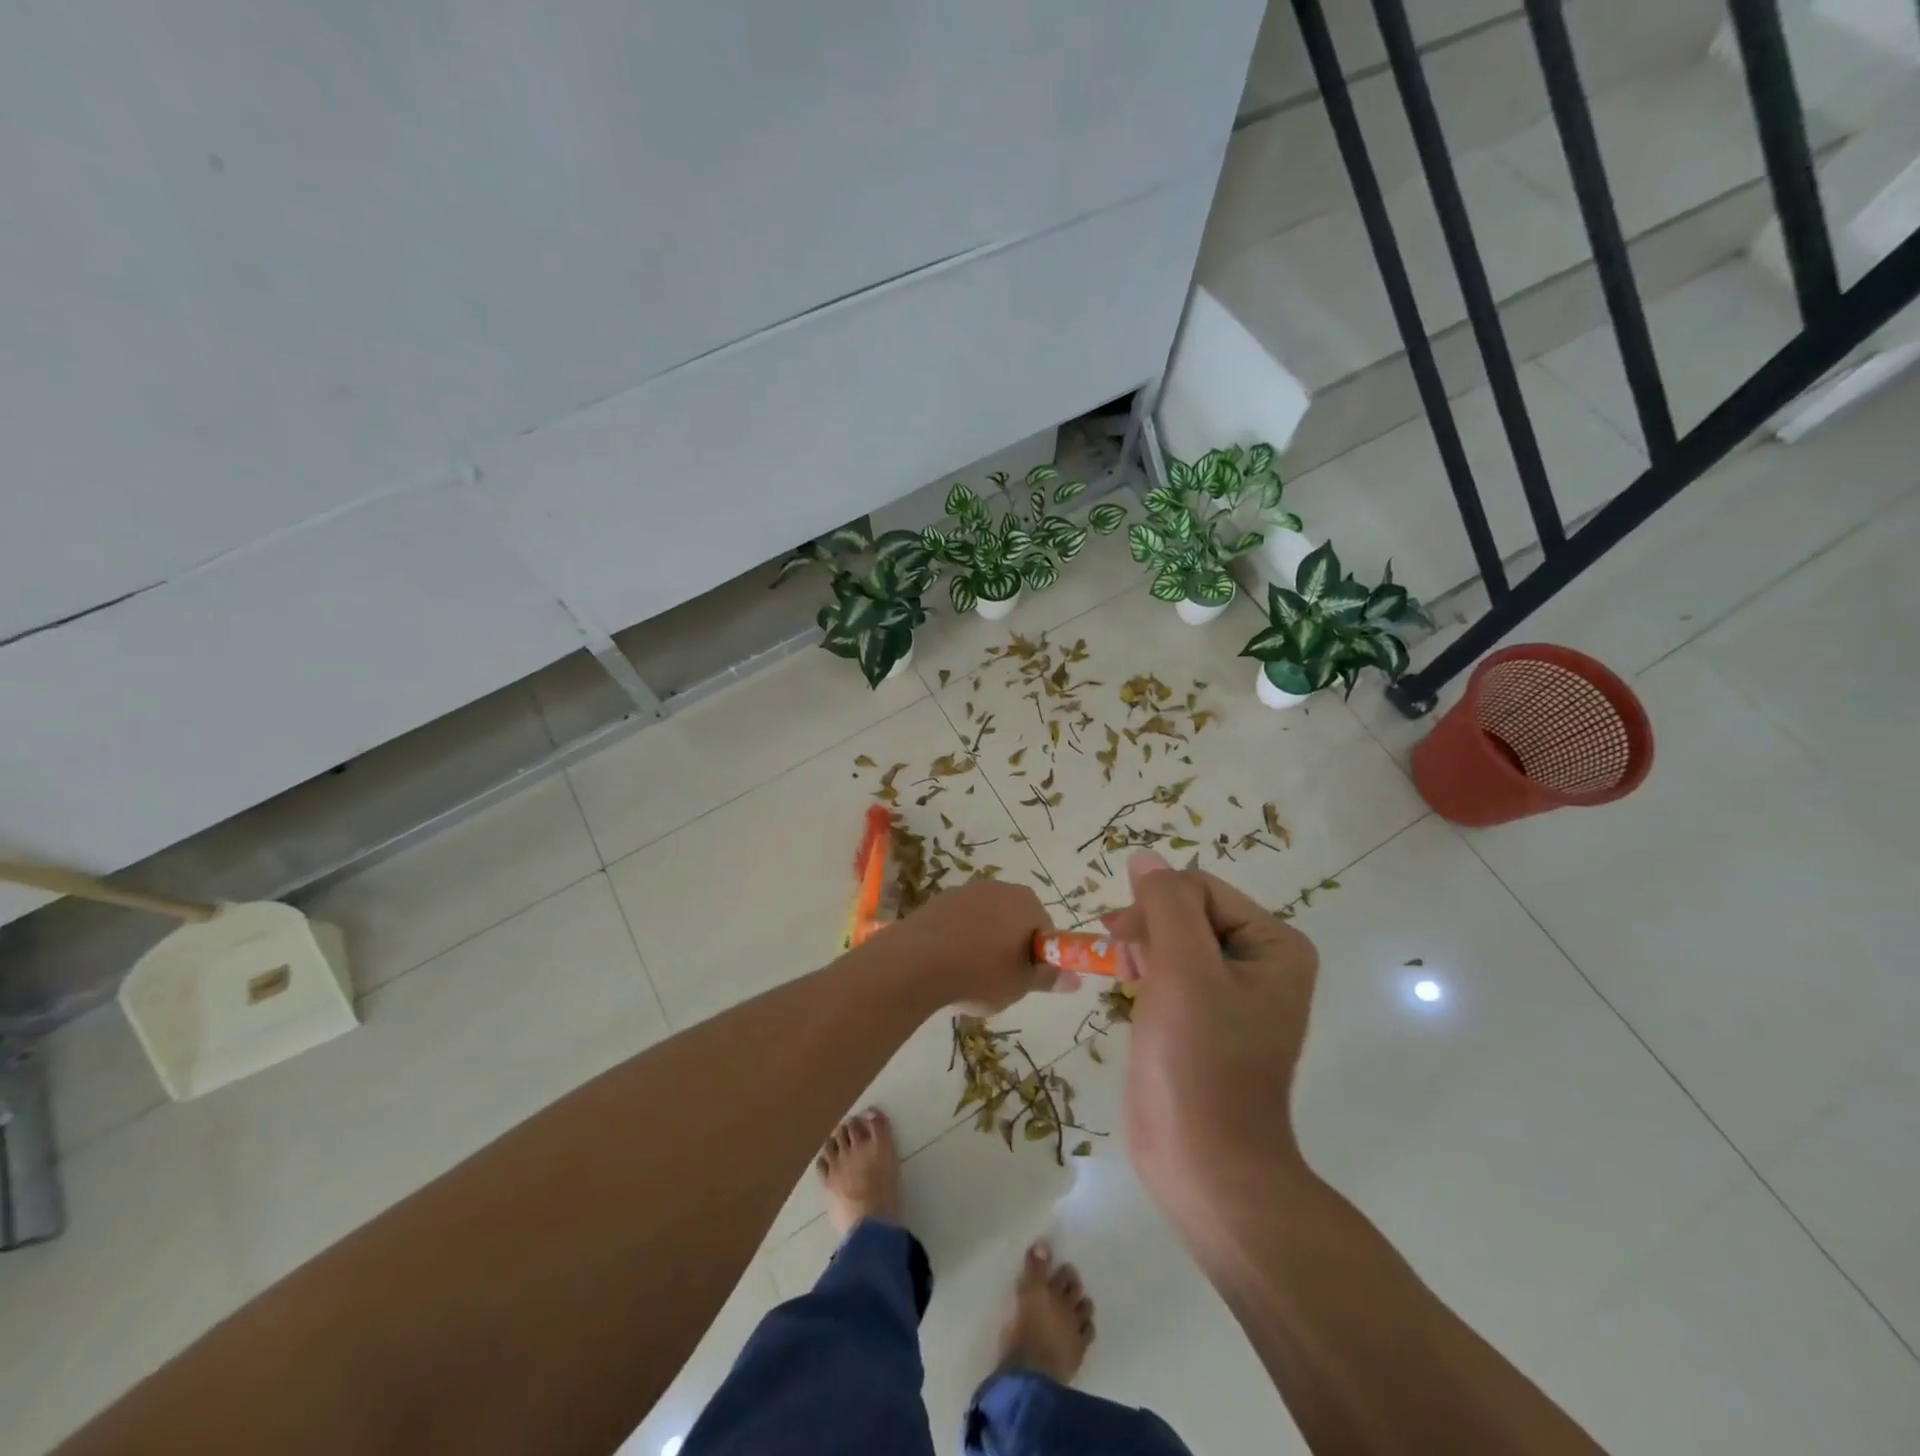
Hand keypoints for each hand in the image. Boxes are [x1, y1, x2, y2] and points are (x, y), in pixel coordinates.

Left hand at [881, 878, 1072, 1013]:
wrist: (916, 962)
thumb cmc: (980, 973)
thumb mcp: (1020, 984)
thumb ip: (1048, 978)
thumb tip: (1075, 979)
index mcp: (1026, 903)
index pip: (1045, 927)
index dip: (1039, 955)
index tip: (1026, 978)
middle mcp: (998, 888)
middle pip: (1015, 919)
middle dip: (1011, 946)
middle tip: (1001, 979)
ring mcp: (965, 890)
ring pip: (986, 919)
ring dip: (983, 942)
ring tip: (970, 975)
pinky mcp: (938, 900)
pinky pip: (959, 921)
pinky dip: (958, 938)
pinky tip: (947, 964)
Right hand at [1100, 852, 1319, 1230]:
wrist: (1205, 1164)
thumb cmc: (1199, 1061)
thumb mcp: (1182, 969)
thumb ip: (1165, 904)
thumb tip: (1144, 857)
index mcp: (1275, 946)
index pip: (1202, 889)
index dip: (1157, 904)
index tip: (1120, 935)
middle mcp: (1260, 963)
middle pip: (1188, 911)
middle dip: (1148, 926)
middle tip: (1116, 953)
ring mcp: (1231, 994)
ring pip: (1174, 940)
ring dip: (1142, 947)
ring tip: (1121, 973)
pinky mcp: (1203, 1020)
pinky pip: (1171, 972)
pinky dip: (1145, 972)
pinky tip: (1129, 988)